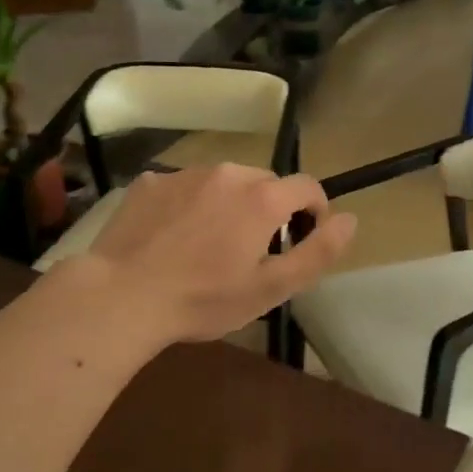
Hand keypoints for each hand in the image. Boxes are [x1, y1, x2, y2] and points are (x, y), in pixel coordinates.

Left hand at [58, 164, 355, 344]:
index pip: (308, 187)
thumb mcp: (271, 288)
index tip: (303, 240)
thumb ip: (318, 252)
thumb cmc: (204, 299)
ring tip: (210, 244)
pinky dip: (191, 204)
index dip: (315, 212)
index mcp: (262, 197)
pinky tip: (173, 237)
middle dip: (270, 210)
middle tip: (253, 251)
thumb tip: (350, 219)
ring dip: (230, 204)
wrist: (121, 296)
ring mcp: (185, 173)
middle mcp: (229, 173)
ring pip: (225, 182)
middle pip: (266, 183)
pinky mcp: (151, 181)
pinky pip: (186, 186)